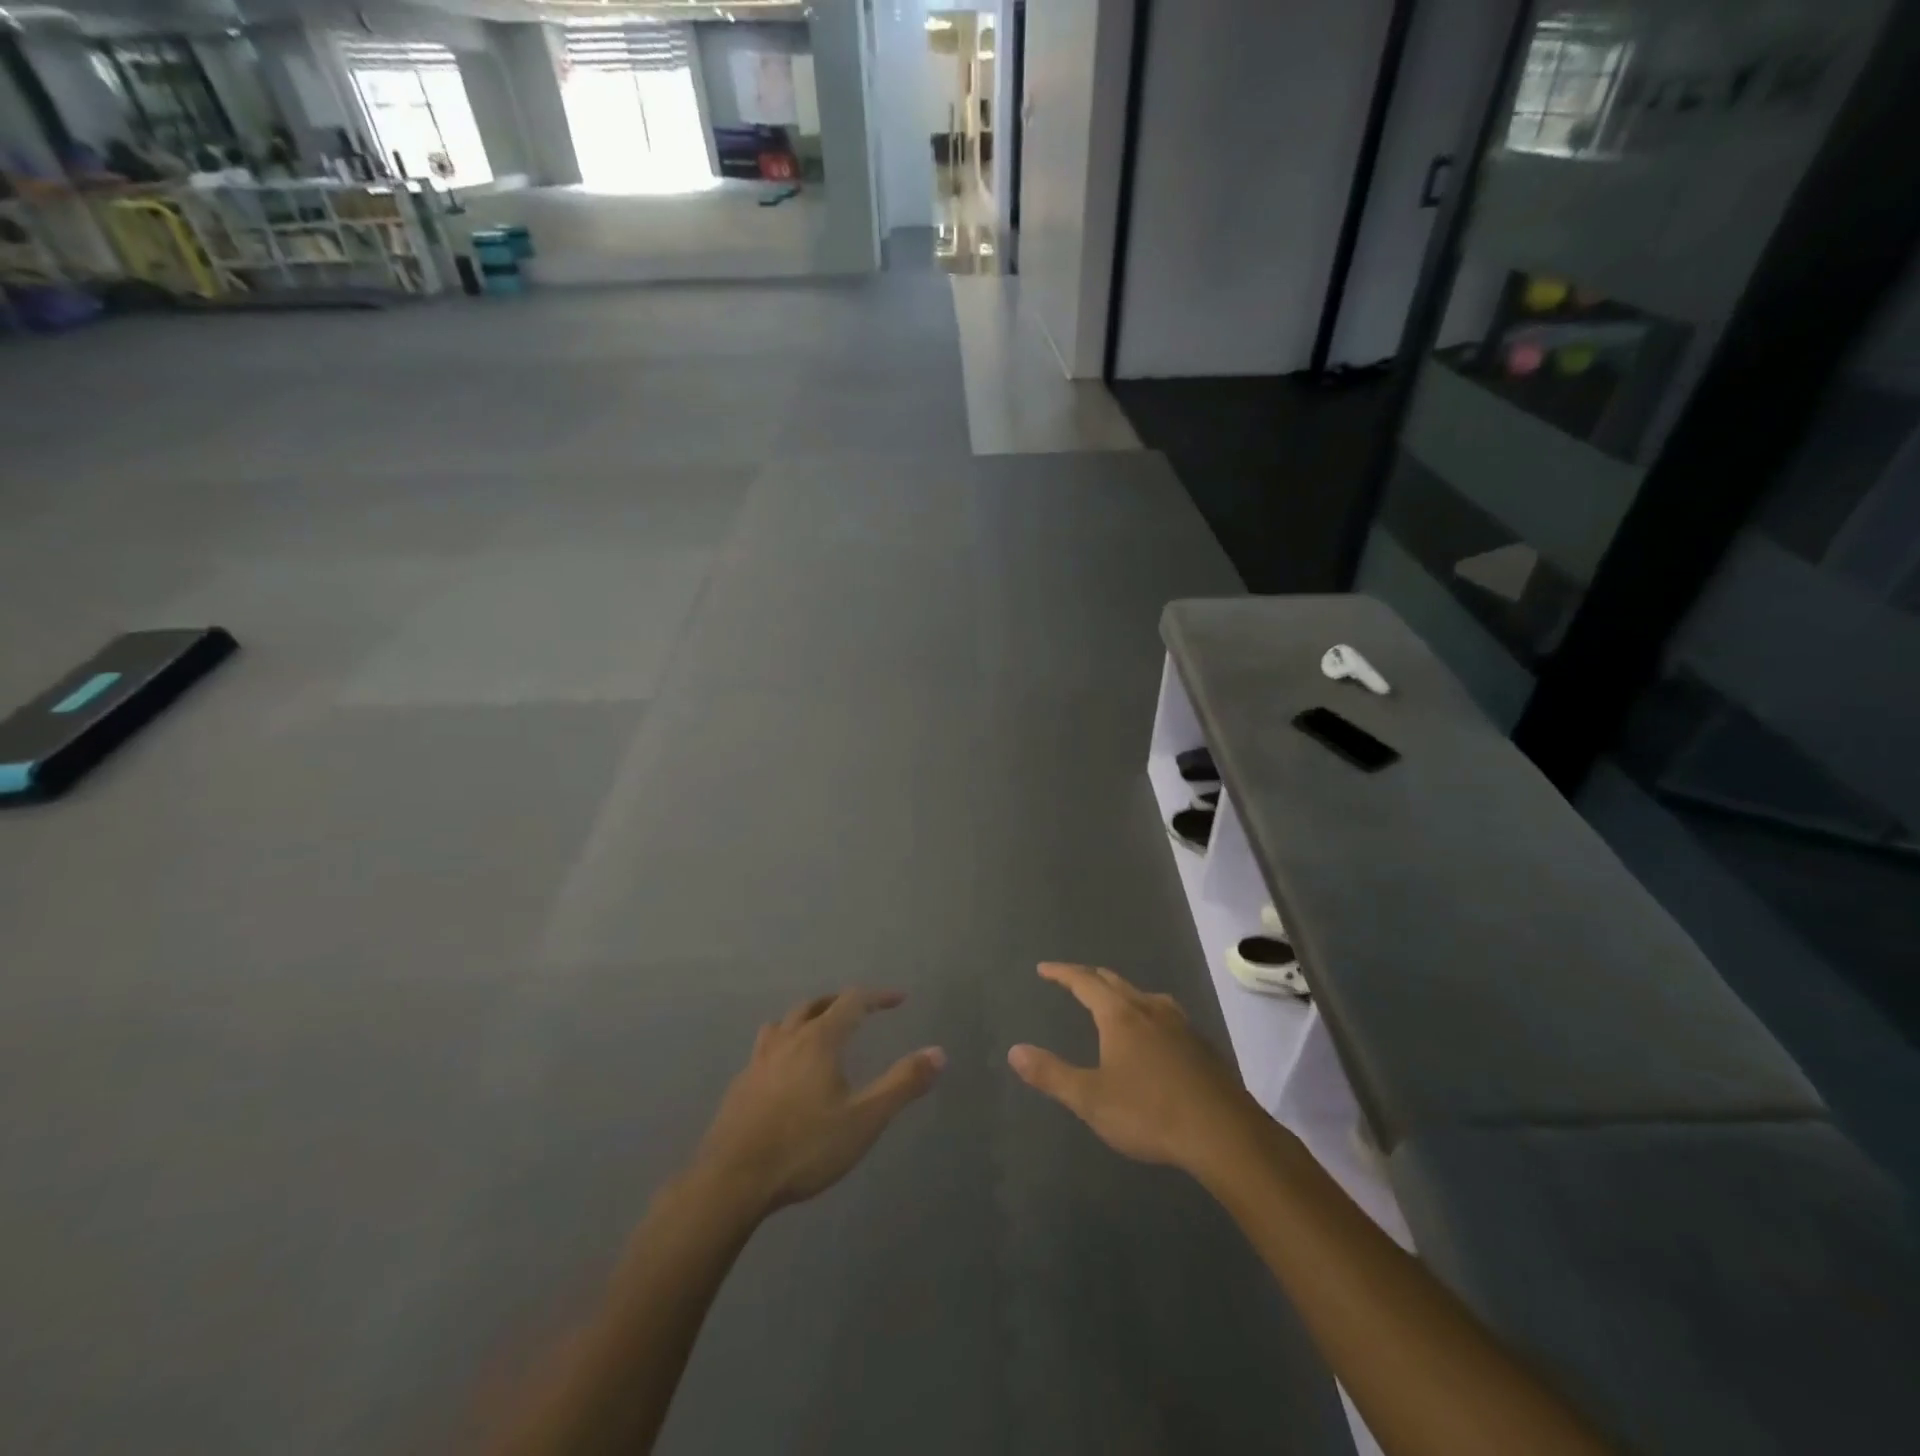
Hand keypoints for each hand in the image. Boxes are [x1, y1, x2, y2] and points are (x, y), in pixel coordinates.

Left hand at [693, 989, 944, 1216]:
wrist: (732, 1181)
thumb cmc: (805, 1147)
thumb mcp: (864, 1120)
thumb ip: (902, 1084)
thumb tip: (939, 1052)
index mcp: (819, 1040)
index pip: (852, 1001)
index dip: (878, 997)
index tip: (899, 999)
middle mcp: (787, 1040)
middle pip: (815, 1005)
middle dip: (841, 1002)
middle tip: (861, 1011)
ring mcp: (759, 1061)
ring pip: (784, 1023)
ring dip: (807, 1018)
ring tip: (819, 1030)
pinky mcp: (741, 1085)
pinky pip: (766, 1048)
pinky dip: (783, 1044)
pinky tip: (785, 1071)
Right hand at [1009, 963, 1267, 1178]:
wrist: (1224, 1134)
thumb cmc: (1150, 1113)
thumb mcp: (1091, 1099)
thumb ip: (1051, 1074)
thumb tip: (1014, 1051)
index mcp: (1120, 1016)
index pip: (1085, 982)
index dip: (1062, 973)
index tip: (1044, 968)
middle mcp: (1150, 1010)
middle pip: (1116, 982)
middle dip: (1091, 978)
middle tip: (1073, 980)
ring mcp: (1181, 1026)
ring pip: (1145, 996)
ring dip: (1123, 993)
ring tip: (1115, 1003)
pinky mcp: (1202, 1046)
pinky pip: (1166, 1016)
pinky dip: (1148, 1013)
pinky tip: (1155, 1036)